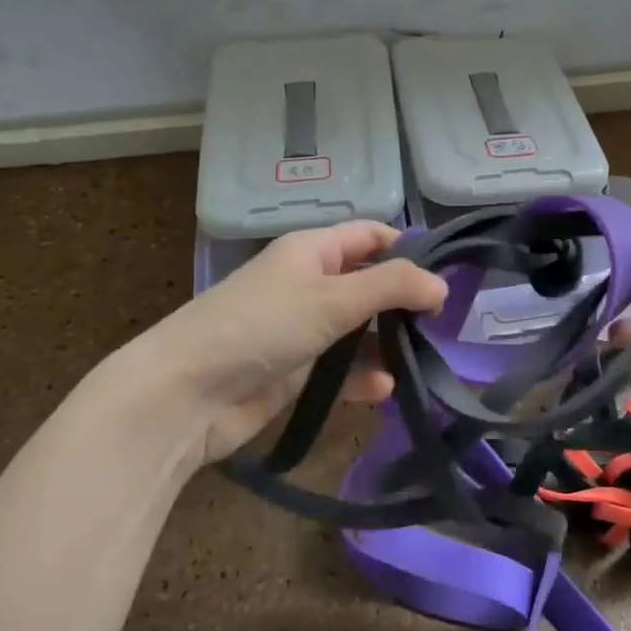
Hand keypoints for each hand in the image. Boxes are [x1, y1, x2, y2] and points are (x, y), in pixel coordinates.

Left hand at [99, 221, 445, 473]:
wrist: (186, 395)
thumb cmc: (262, 327)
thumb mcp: (332, 297)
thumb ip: (393, 286)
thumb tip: (442, 286)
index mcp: (312, 251)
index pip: (370, 236)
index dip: (408, 251)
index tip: (444, 278)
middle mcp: (309, 284)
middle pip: (370, 285)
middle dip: (404, 304)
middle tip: (441, 326)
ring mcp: (302, 329)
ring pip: (360, 331)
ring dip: (387, 345)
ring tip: (421, 360)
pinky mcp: (297, 372)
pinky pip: (342, 369)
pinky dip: (363, 377)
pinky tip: (383, 391)